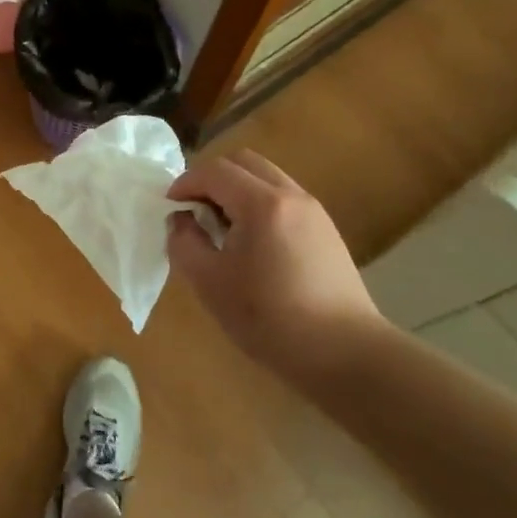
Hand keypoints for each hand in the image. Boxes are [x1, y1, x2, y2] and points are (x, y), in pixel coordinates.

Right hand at [167, 150, 385, 386]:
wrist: (346, 355)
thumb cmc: (270, 318)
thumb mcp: (209, 282)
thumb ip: (184, 242)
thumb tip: (181, 220)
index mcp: (261, 203)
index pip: (214, 171)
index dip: (185, 183)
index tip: (170, 207)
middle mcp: (291, 195)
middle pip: (243, 162)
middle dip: (212, 179)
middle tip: (195, 211)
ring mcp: (314, 211)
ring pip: (266, 178)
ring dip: (236, 190)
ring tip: (222, 228)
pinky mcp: (326, 231)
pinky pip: (283, 198)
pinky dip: (258, 204)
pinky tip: (252, 244)